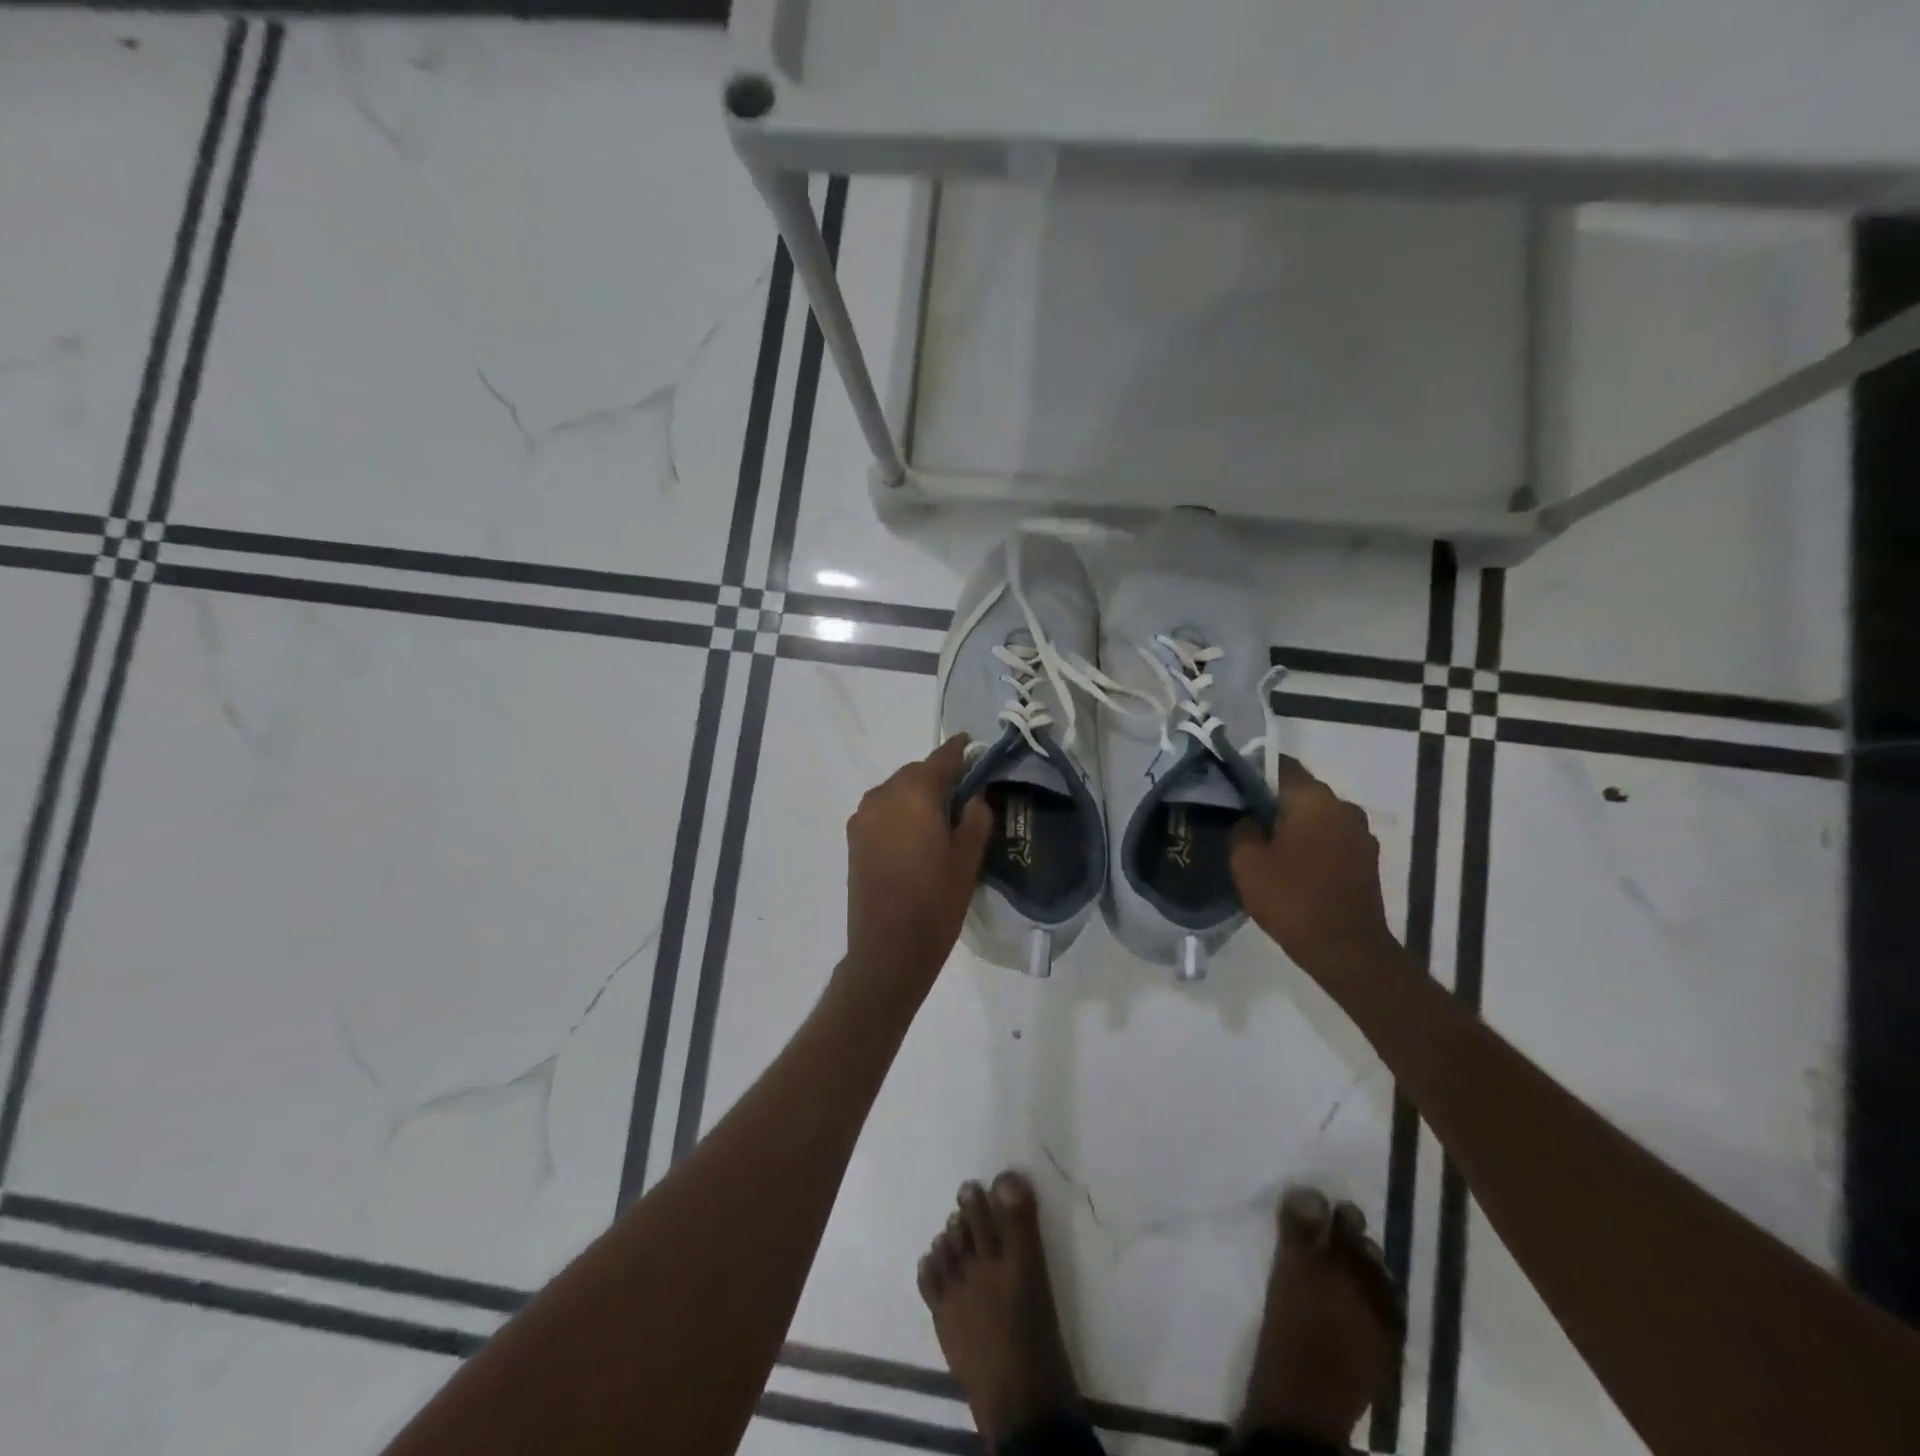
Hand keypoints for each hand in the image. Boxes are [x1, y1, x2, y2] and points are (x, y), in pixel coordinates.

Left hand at [844, 735, 993, 998]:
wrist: (888, 949)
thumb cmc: (936, 902)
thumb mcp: (968, 858)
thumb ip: (975, 817)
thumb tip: (974, 795)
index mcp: (914, 794)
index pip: (941, 759)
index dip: (960, 751)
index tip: (974, 746)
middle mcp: (883, 796)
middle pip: (916, 773)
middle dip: (939, 777)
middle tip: (964, 794)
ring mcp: (863, 817)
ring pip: (897, 791)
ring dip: (918, 795)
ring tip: (941, 818)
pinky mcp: (854, 838)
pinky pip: (883, 811)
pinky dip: (901, 812)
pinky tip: (917, 835)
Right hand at [1231, 755, 1399, 980]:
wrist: (1346, 950)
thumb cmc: (1292, 899)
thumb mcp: (1246, 862)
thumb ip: (1243, 829)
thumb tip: (1251, 820)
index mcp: (1314, 799)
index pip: (1280, 765)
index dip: (1253, 770)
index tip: (1231, 784)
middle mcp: (1343, 807)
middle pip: (1300, 791)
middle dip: (1272, 801)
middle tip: (1243, 819)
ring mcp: (1361, 834)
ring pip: (1317, 817)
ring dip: (1294, 826)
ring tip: (1266, 846)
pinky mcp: (1367, 860)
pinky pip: (1331, 839)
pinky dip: (1311, 844)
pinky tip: (1292, 866)